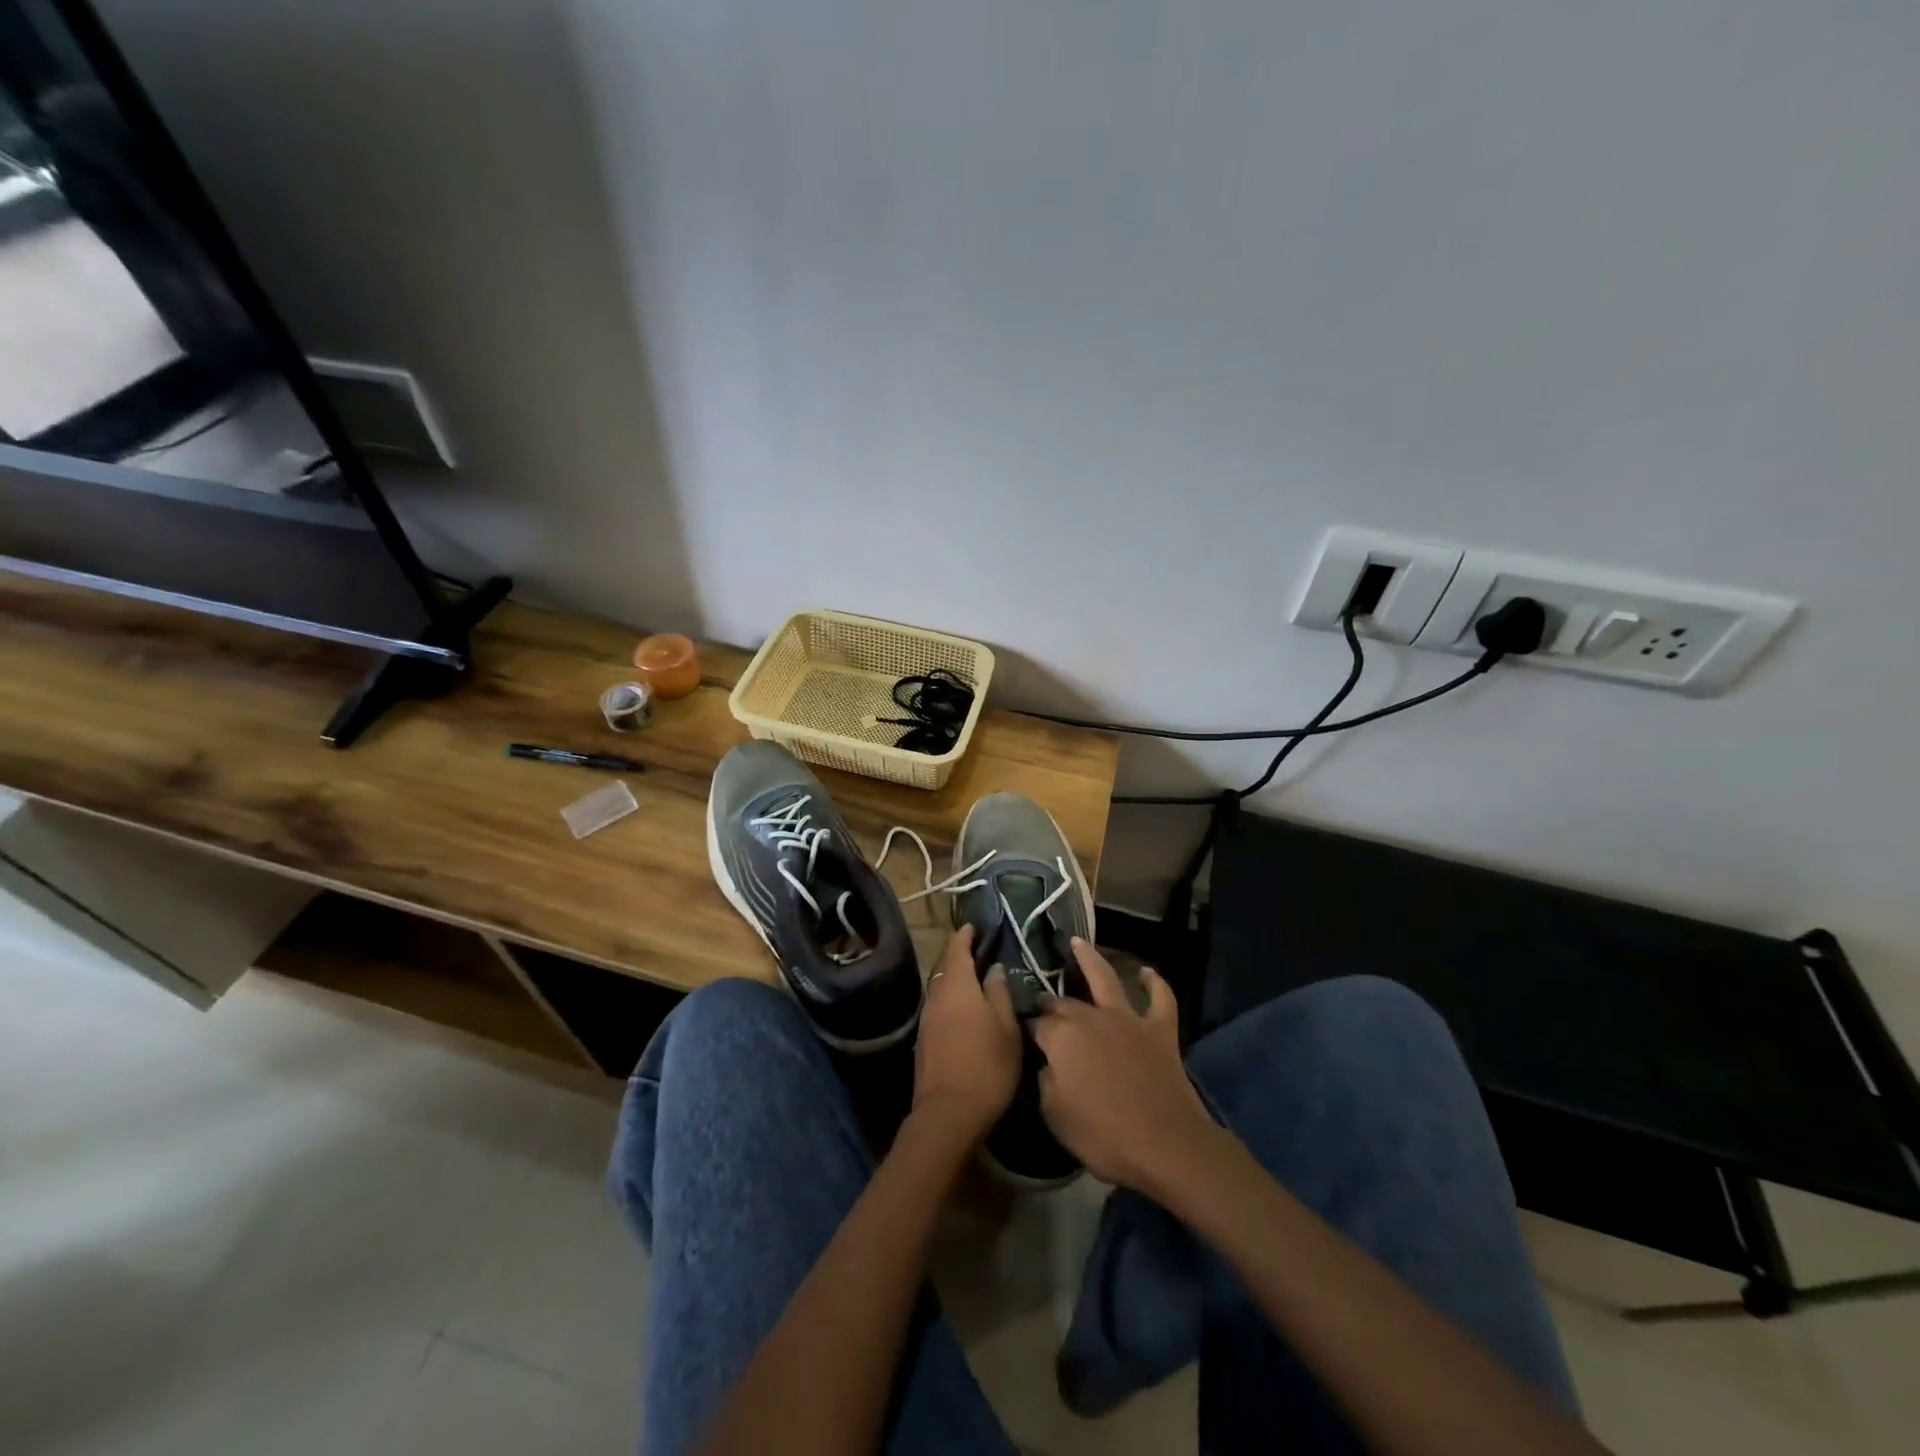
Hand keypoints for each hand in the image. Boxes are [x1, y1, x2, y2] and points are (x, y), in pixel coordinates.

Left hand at [912, 927, 1020, 1144]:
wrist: (948, 1113)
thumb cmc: (987, 1065)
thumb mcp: (1006, 1027)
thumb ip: (999, 993)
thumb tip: (994, 968)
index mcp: (957, 986)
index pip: (957, 949)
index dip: (964, 936)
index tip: (973, 926)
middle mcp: (936, 996)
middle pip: (944, 966)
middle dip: (957, 954)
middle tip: (974, 947)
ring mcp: (926, 1018)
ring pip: (939, 986)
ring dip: (953, 976)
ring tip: (972, 975)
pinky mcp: (923, 1039)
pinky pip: (937, 1005)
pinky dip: (949, 997)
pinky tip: (962, 1007)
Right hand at [1033, 940, 1218, 1194]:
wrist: (1165, 1144)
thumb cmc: (1103, 1135)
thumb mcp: (1054, 1116)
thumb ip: (1045, 1082)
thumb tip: (1047, 1064)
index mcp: (1061, 1037)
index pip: (1037, 1024)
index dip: (1029, 1028)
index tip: (1022, 1034)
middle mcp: (1091, 1017)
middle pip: (1064, 1001)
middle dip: (1050, 1000)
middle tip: (1042, 1001)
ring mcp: (1128, 1019)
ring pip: (1106, 978)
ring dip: (1091, 958)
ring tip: (1079, 942)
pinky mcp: (1160, 1029)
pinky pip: (1160, 998)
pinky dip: (1154, 983)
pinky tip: (1146, 972)